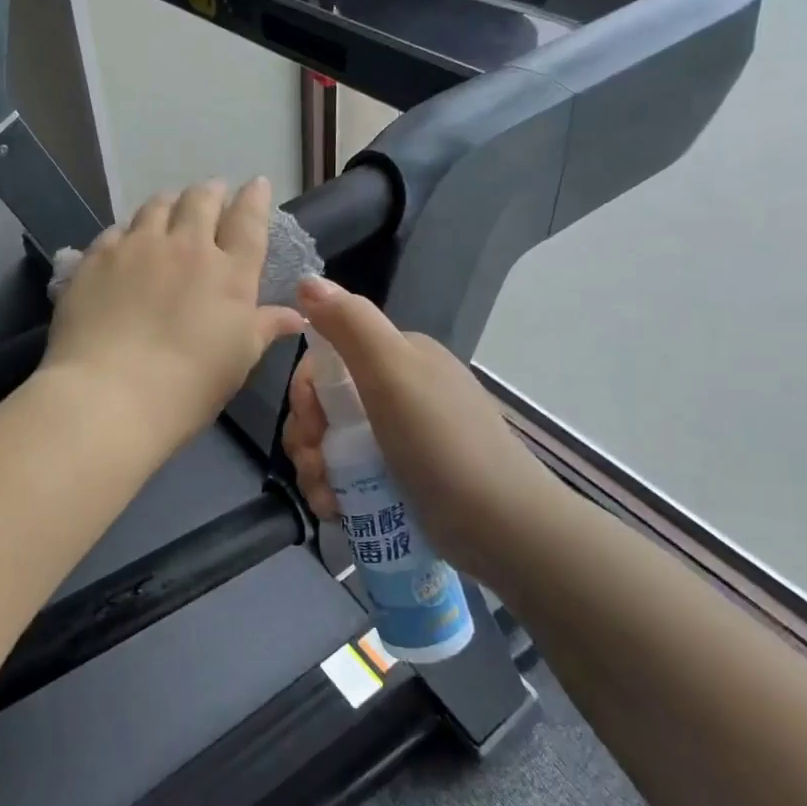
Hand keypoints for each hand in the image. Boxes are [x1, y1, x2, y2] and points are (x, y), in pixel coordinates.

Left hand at [43, 178, 305, 450]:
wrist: (110, 394)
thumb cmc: (188, 386)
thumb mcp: (238, 360)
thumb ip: (265, 328)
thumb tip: (296, 314)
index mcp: (229, 272)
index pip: (248, 220)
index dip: (255, 198)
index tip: (256, 185)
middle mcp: (186, 246)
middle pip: (201, 201)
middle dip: (211, 192)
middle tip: (213, 195)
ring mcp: (138, 247)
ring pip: (157, 205)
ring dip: (170, 203)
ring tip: (171, 208)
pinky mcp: (97, 257)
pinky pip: (118, 229)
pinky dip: (130, 230)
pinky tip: (127, 242)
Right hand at [281, 276, 560, 568]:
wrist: (501, 525)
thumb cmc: (441, 442)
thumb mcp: (392, 372)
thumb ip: (350, 323)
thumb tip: (307, 280)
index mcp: (399, 357)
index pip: (328, 361)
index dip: (306, 392)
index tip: (310, 426)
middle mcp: (399, 390)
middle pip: (325, 405)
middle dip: (307, 437)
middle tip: (314, 466)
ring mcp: (400, 437)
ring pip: (332, 443)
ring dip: (314, 468)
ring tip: (324, 498)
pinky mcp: (401, 478)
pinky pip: (349, 475)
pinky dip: (333, 490)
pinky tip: (335, 509)